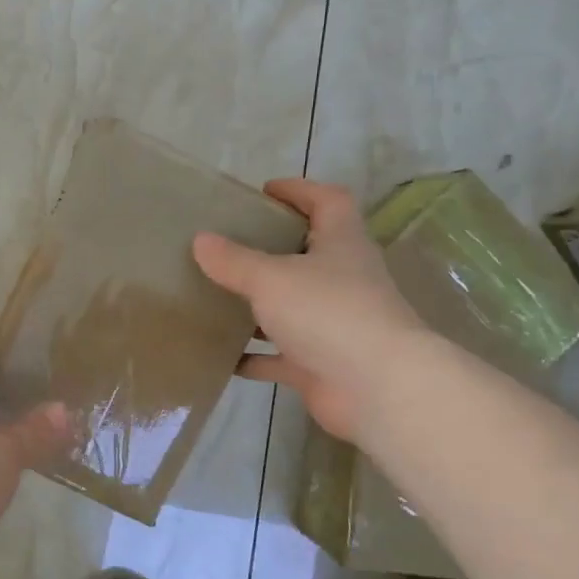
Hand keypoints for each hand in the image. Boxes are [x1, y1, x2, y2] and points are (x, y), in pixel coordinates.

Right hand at [192, 179, 428, 440]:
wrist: (378, 389)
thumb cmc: (329, 313)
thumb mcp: (272, 278)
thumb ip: (234, 260)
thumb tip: (200, 239)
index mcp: (341, 244)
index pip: (329, 201)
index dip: (300, 190)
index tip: (264, 191)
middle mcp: (342, 280)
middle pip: (308, 254)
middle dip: (271, 248)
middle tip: (228, 244)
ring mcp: (334, 325)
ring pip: (291, 307)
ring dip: (258, 304)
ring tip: (215, 296)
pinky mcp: (322, 364)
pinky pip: (281, 355)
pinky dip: (254, 355)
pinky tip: (221, 355)